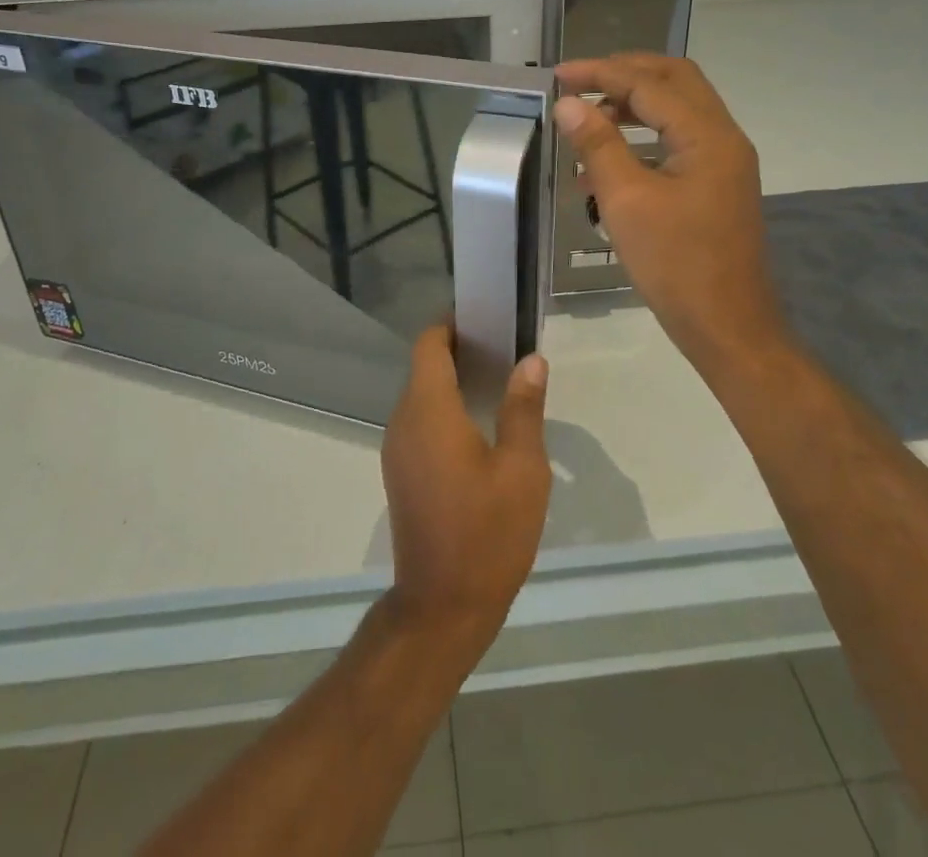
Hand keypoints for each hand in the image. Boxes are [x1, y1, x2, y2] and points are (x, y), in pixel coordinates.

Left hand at [381, 326, 551, 659]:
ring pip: (421, 395)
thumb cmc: (487, 533)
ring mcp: (397, 448)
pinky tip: (478, 426)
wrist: (442, 606)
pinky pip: (419, 422)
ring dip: (452, 382)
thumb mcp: (522, 469)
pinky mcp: (400, 472)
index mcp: (429, 409)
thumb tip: (530, 360)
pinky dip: (444, 409)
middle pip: (424, 366)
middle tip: (505, 351)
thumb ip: (523, 408)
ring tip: (498, 384)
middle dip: (460, 351)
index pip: (429, 344)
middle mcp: (403, 420)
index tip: (486, 320)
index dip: (452, 324)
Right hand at [553, 54, 789, 381]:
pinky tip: (605, 164)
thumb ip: (598, 144)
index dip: (601, 73)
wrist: (726, 326)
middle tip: (580, 84)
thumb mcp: (626, 200)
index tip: (558, 75)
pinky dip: (642, 138)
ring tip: (587, 123)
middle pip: (674, 81)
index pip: (649, 84)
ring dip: (633, 106)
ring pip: (676, 111)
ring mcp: (723, 162)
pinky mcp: (715, 185)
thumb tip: (568, 104)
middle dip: (624, 75)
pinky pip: (677, 142)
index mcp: (707, 136)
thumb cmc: (675, 264)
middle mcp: (723, 138)